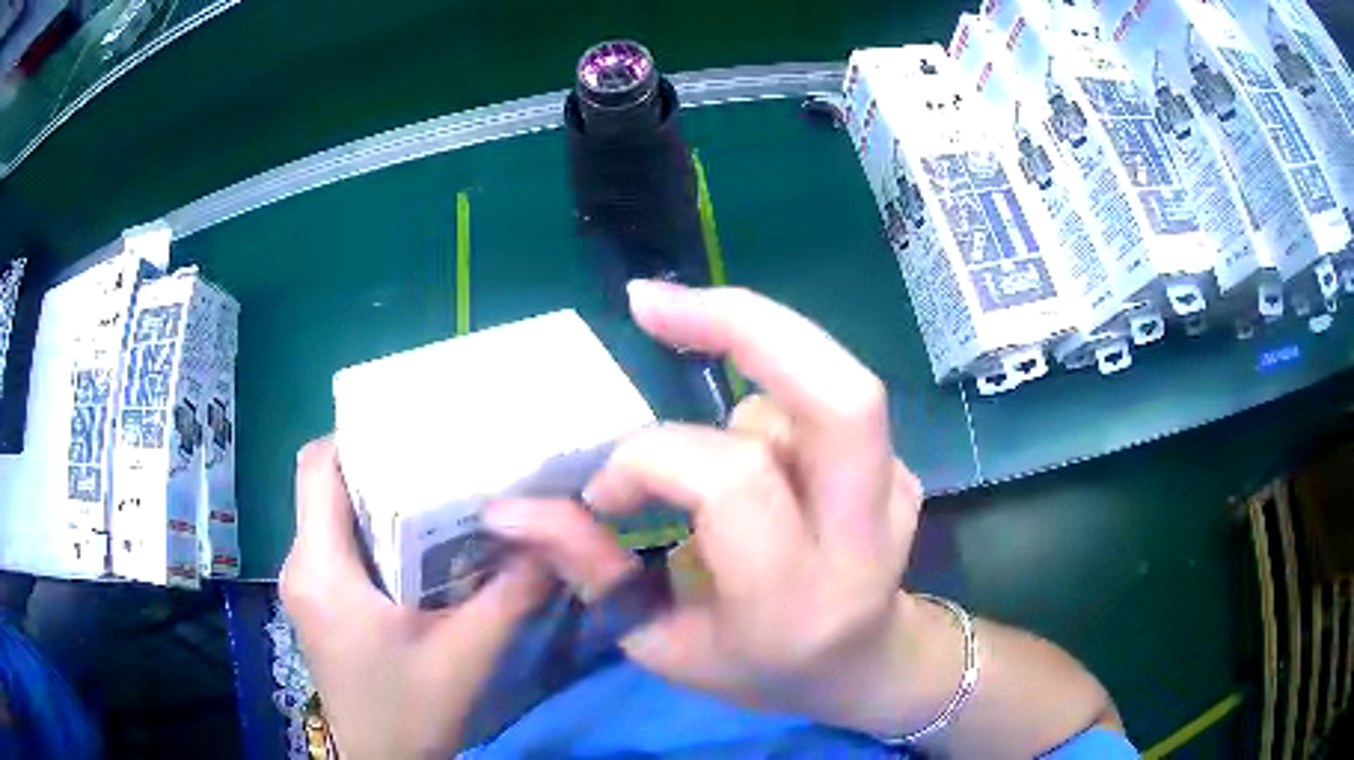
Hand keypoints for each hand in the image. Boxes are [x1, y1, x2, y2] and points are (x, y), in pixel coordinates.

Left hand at [281, 438, 552, 759]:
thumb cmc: (412, 711)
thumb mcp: (467, 655)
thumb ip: (509, 594)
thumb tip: (550, 540)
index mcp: (321, 570)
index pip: (316, 468)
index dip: (355, 435)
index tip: (409, 429)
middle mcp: (299, 567)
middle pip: (322, 486)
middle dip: (373, 463)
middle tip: (433, 457)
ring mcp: (305, 587)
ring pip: (328, 514)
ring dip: (373, 498)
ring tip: (430, 493)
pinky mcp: (316, 603)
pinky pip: (333, 545)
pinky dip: (368, 532)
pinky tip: (414, 549)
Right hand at [486, 281, 933, 734]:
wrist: (861, 665)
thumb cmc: (754, 667)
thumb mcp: (660, 642)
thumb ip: (589, 568)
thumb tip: (506, 509)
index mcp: (795, 597)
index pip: (732, 480)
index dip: (649, 461)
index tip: (603, 491)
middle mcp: (863, 536)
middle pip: (838, 397)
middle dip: (742, 324)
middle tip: (652, 304)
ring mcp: (895, 492)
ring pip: (812, 390)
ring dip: (742, 399)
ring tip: (713, 461)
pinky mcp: (902, 467)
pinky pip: (824, 400)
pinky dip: (773, 396)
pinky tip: (756, 454)